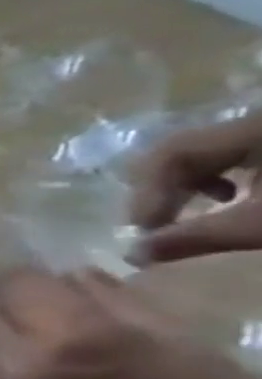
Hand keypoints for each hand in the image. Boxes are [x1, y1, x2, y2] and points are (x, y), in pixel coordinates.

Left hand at [0, 266, 261, 378]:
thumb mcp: (168, 334)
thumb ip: (98, 295)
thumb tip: (53, 275)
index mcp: (68, 337)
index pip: (8, 281)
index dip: (30, 283)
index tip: (47, 294)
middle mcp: (16, 370)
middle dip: (16, 319)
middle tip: (52, 338)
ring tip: (35, 370)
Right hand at [128, 115, 261, 261]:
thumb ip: (197, 237)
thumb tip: (130, 256)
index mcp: (250, 129)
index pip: (173, 152)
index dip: (150, 191)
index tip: (144, 229)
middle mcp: (250, 122)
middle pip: (180, 150)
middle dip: (159, 189)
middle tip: (152, 224)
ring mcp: (258, 131)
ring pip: (199, 153)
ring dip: (181, 186)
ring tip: (182, 215)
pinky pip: (227, 154)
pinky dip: (211, 179)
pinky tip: (224, 199)